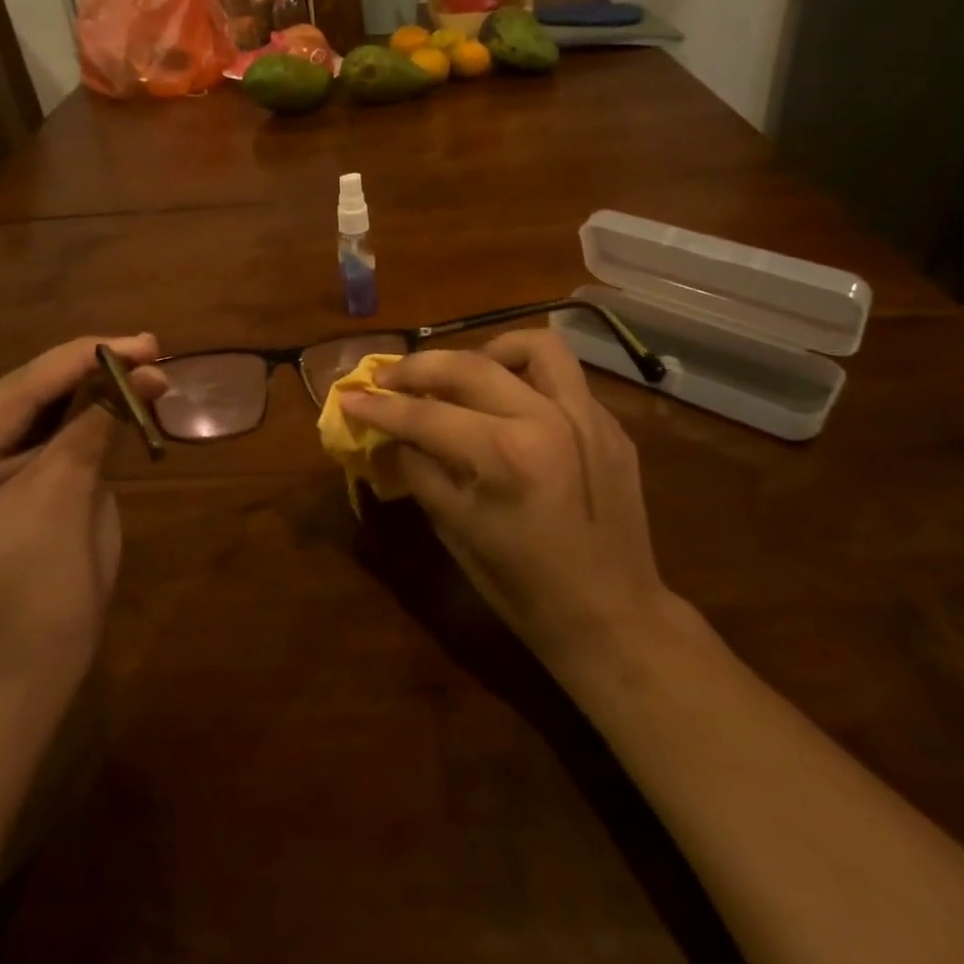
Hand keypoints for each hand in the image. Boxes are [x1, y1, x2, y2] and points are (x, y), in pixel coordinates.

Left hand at [0, 335, 163, 692]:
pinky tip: (118, 396)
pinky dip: (85, 418)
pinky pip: (44, 439)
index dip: (81, 360)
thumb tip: (145, 373)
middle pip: (24, 396)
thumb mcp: (65, 497)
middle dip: (89, 371)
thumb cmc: (39, 592)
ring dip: (92, 390)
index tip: (139, 342)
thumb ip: (96, 425)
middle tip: (148, 348)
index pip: (16, 392)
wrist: (30, 673)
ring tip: (143, 365)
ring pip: (37, 413)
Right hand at [339, 329, 673, 689]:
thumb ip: (419, 471)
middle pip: (470, 366)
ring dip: (487, 352)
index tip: (349, 397)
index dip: (380, 407)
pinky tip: (510, 406)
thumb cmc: (524, 587)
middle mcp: (548, 419)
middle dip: (418, 367)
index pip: (426, 415)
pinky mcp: (610, 424)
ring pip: (533, 346)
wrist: (613, 617)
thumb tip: (387, 436)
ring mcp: (588, 416)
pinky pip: (563, 379)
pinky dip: (527, 379)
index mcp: (506, 455)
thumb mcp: (456, 531)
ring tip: (463, 375)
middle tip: (389, 378)